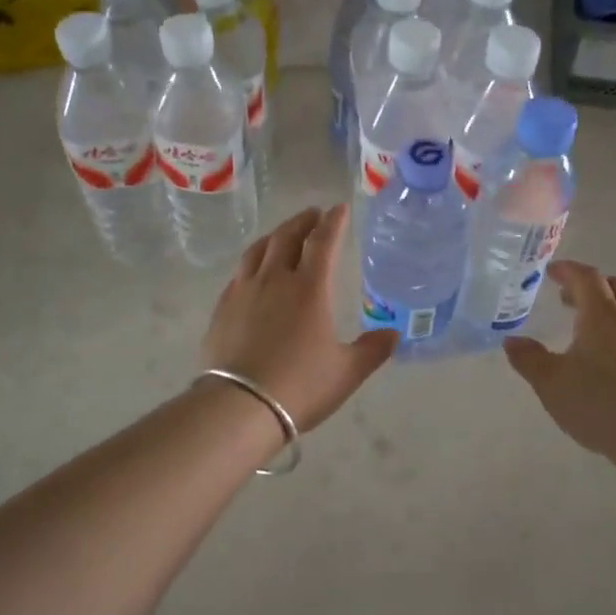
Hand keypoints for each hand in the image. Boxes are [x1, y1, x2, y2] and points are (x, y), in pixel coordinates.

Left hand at [202, 205, 397, 432]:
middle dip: (303, 221)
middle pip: (287, 237)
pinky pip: (239, 272)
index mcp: (309, 289)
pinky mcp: (223, 307)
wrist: (239, 406)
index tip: (340, 208)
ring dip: (275, 235)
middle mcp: (275, 279)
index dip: (333, 222)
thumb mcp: (346, 372)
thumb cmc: (300, 386)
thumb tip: (393, 335)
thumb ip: (372, 350)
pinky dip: (253, 260)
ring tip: (283, 233)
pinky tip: (254, 270)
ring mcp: (244, 291)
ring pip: (259, 250)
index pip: (323, 242)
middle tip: (313, 215)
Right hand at [502, 261, 615, 460]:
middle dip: (589, 287)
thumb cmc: (598, 403)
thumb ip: (529, 359)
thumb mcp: (550, 383)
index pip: (586, 278)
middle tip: (568, 299)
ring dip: (614, 306)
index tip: (552, 272)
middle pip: (614, 287)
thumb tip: (512, 341)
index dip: (568, 270)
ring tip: (597, 324)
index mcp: (601, 315)